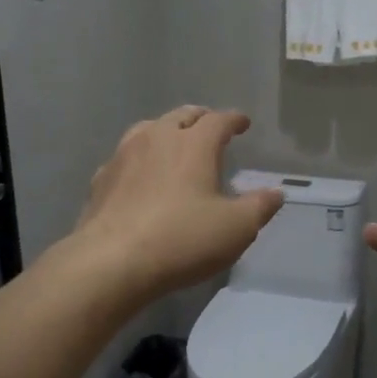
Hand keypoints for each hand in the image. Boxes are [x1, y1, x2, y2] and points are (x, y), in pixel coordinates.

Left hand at [68, 106, 284, 300]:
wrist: (111, 261)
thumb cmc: (182, 240)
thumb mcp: (236, 228)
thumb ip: (259, 207)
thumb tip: (276, 193)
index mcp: (193, 144)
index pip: (218, 120)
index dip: (233, 119)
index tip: (242, 123)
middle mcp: (157, 138)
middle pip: (181, 115)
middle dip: (199, 118)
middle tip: (209, 126)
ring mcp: (123, 156)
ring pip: (148, 129)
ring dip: (166, 131)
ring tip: (174, 142)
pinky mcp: (101, 179)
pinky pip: (124, 157)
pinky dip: (138, 158)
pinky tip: (139, 175)